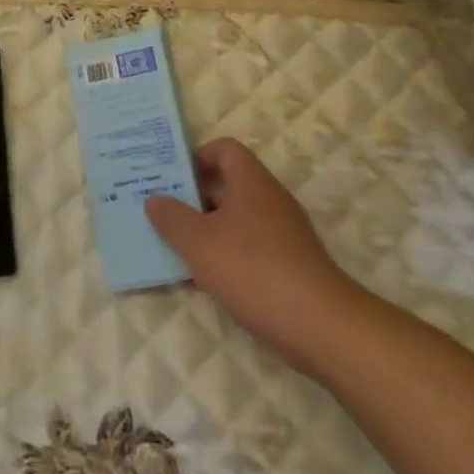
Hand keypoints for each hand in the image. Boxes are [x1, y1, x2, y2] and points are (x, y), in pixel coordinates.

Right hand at [146, 139, 356, 369]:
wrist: (319, 325)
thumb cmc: (252, 269)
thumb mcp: (198, 242)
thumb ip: (171, 217)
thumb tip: (154, 199)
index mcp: (250, 181)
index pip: (223, 149)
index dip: (195, 157)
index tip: (169, 178)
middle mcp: (268, 199)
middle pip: (226, 184)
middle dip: (191, 197)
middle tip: (159, 212)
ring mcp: (281, 233)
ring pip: (234, 219)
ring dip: (204, 230)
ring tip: (172, 247)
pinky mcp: (287, 264)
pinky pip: (246, 247)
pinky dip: (223, 256)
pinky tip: (201, 280)